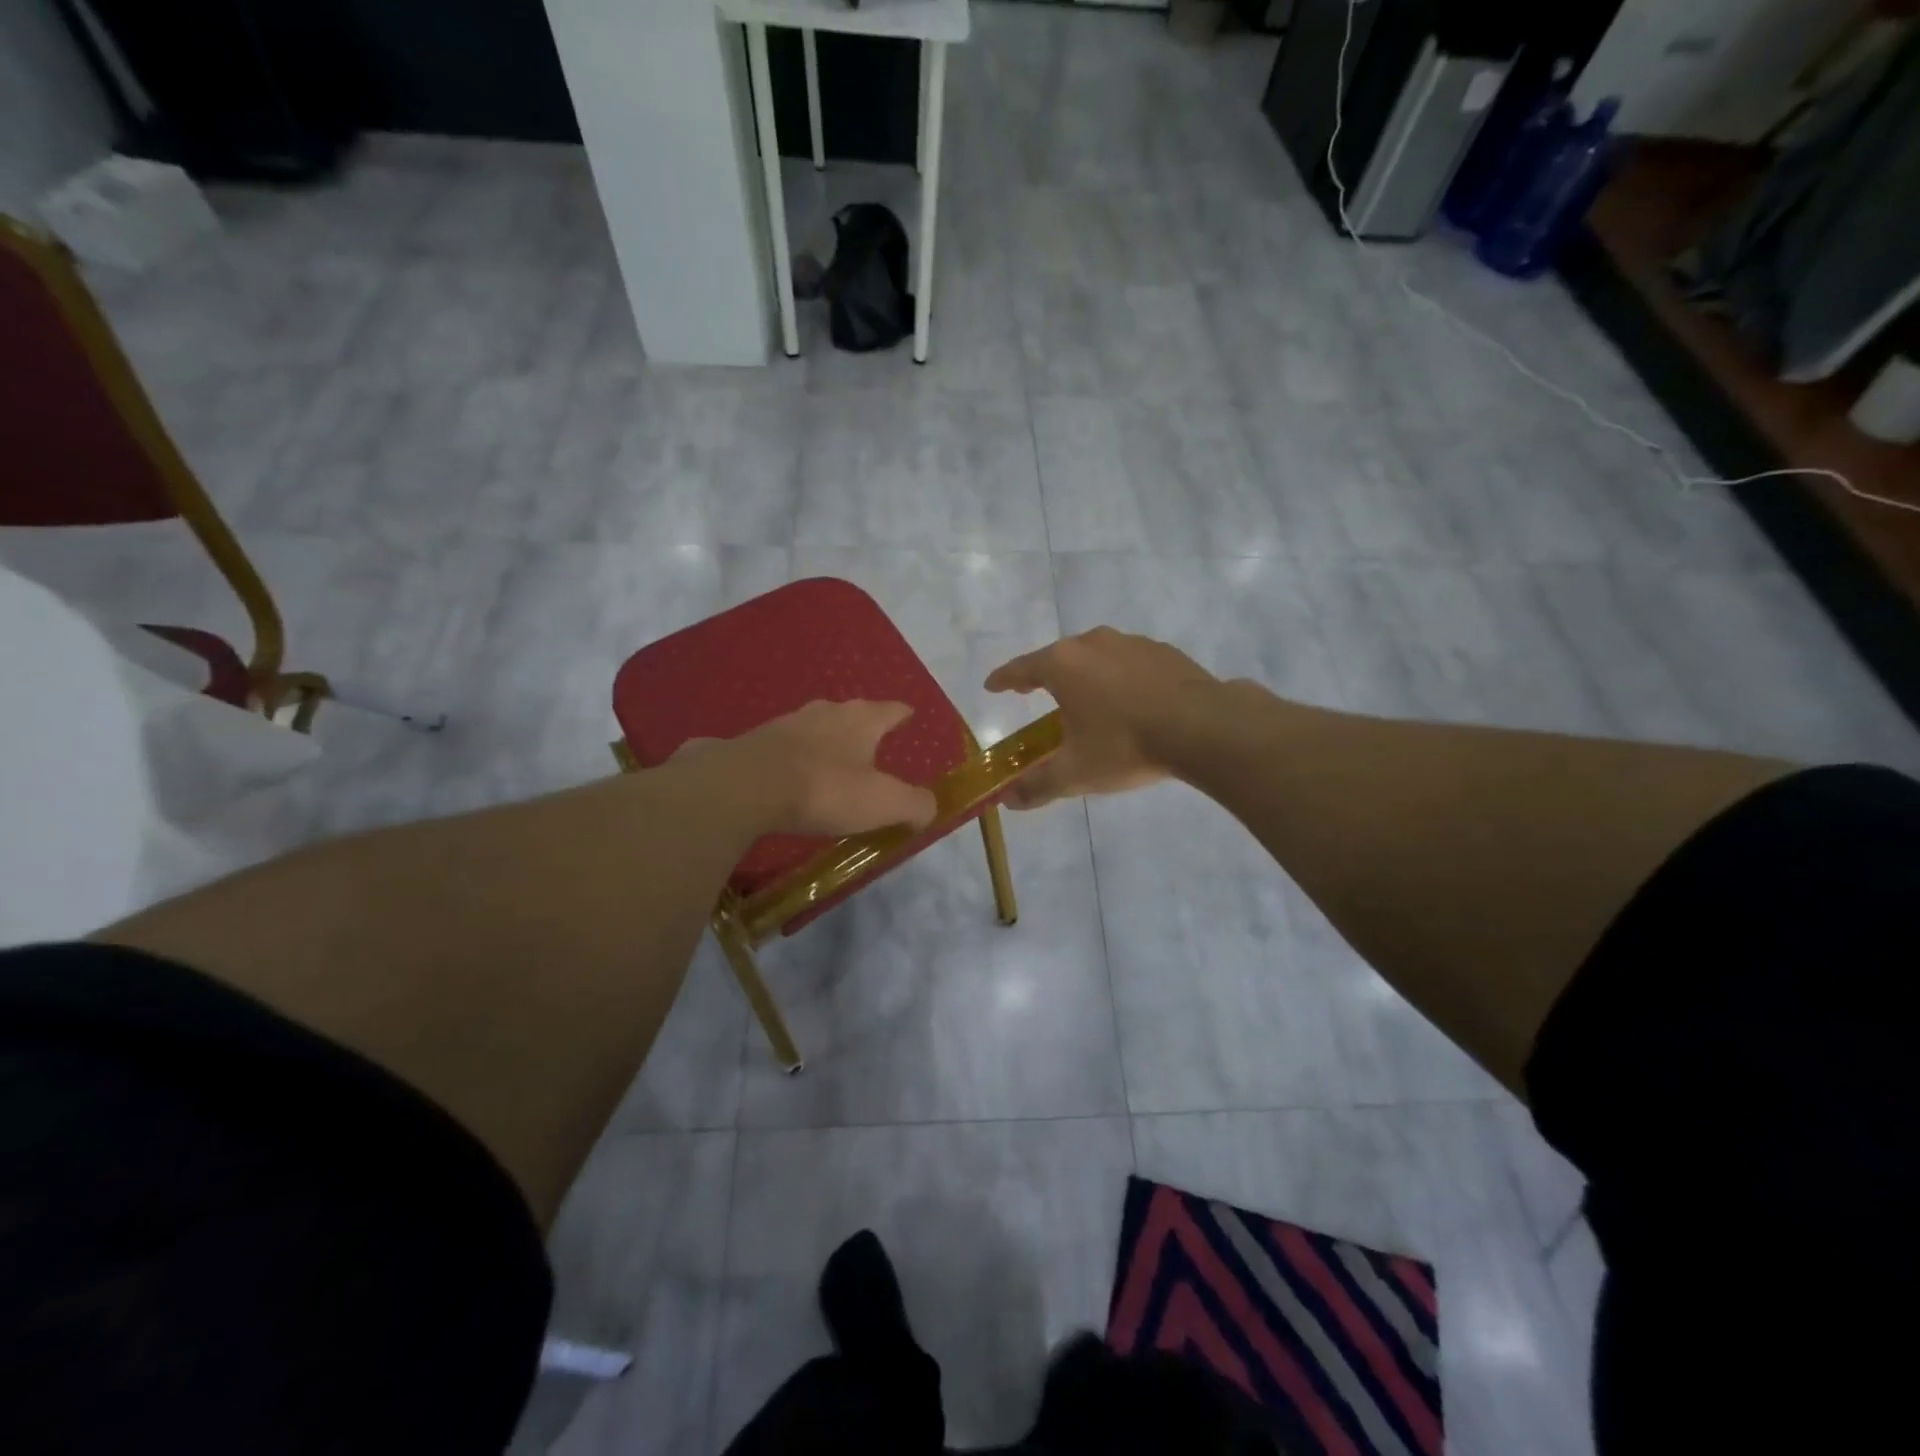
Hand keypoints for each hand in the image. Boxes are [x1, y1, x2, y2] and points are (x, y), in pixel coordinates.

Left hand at [698, 700, 936, 836]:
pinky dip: (791, 757)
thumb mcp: (883, 803)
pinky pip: (781, 747)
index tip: (909, 715)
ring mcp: (784, 724)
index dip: (902, 714)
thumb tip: (929, 808)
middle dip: (862, 727)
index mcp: (861, 720)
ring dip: (824, 741)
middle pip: (851, 714)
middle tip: (871, 744)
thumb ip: (914, 804)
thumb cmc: (825, 789)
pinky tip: (788, 774)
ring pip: (813, 727)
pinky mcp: (752, 742)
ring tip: (830, 761)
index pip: (891, 710)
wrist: (744, 787)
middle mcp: (825, 712)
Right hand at [984, 628, 1217, 809]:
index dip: (1003, 679)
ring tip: (1086, 698)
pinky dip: (1120, 677)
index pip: (1021, 669)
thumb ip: (1037, 786)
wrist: (1203, 728)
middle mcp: (1093, 643)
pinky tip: (1130, 699)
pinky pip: (1129, 662)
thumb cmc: (1125, 746)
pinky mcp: (1163, 651)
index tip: (992, 686)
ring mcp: (1131, 643)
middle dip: (1044, 675)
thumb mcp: (1075, 773)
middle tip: (1034, 692)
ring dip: (1085, 674)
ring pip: (1096, 655)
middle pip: (1058, 657)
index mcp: (1063, 665)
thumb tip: (1009, 802)